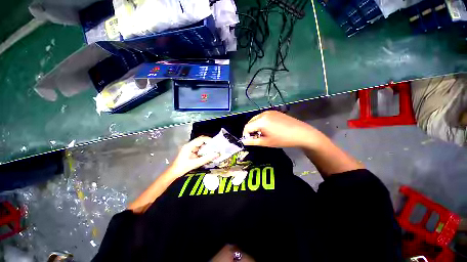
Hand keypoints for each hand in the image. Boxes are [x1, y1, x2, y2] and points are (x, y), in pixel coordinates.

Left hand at [168, 136, 219, 176]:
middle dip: (208, 143)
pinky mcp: (190, 152)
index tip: (215, 143)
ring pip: (200, 145)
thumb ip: (206, 159)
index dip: (208, 140)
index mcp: (189, 146)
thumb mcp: (195, 163)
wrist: (174, 172)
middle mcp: (190, 145)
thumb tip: (216, 154)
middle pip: (201, 141)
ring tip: (213, 150)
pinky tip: (207, 154)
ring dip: (206, 147)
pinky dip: (203, 151)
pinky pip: (199, 149)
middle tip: (215, 147)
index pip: (201, 139)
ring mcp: (190, 148)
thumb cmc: (183, 167)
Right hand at [242, 111, 317, 147]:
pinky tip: (268, 128)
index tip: (249, 140)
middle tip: (256, 137)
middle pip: (251, 122)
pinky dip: (262, 122)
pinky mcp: (274, 112)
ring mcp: (269, 112)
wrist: (301, 133)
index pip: (247, 127)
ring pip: (257, 119)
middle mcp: (263, 114)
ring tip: (262, 133)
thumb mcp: (266, 142)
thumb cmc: (283, 139)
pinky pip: (263, 117)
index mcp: (260, 121)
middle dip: (250, 130)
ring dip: (256, 126)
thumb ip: (253, 141)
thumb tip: (243, 141)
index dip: (245, 134)